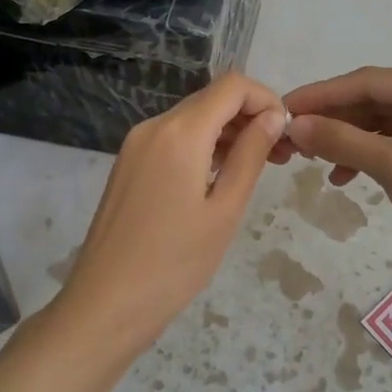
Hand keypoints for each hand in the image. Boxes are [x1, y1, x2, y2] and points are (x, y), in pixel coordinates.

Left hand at [57, 74, 285, 353]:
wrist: (104, 305)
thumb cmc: (174, 263)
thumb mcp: (224, 210)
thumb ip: (251, 155)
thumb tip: (274, 116)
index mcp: (180, 132)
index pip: (232, 86)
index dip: (266, 99)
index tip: (286, 133)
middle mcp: (154, 126)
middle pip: (212, 99)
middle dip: (250, 117)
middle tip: (280, 156)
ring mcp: (136, 144)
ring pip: (193, 118)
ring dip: (228, 132)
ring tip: (258, 167)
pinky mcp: (129, 163)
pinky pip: (174, 138)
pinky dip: (203, 146)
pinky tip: (220, 178)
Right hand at [273, 67, 391, 291]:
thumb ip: (342, 141)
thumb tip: (294, 124)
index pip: (370, 81)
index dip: (323, 94)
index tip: (284, 107)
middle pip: (377, 101)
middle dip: (334, 119)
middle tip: (292, 138)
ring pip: (385, 124)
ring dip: (349, 140)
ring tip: (313, 160)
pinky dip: (370, 157)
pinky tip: (344, 178)